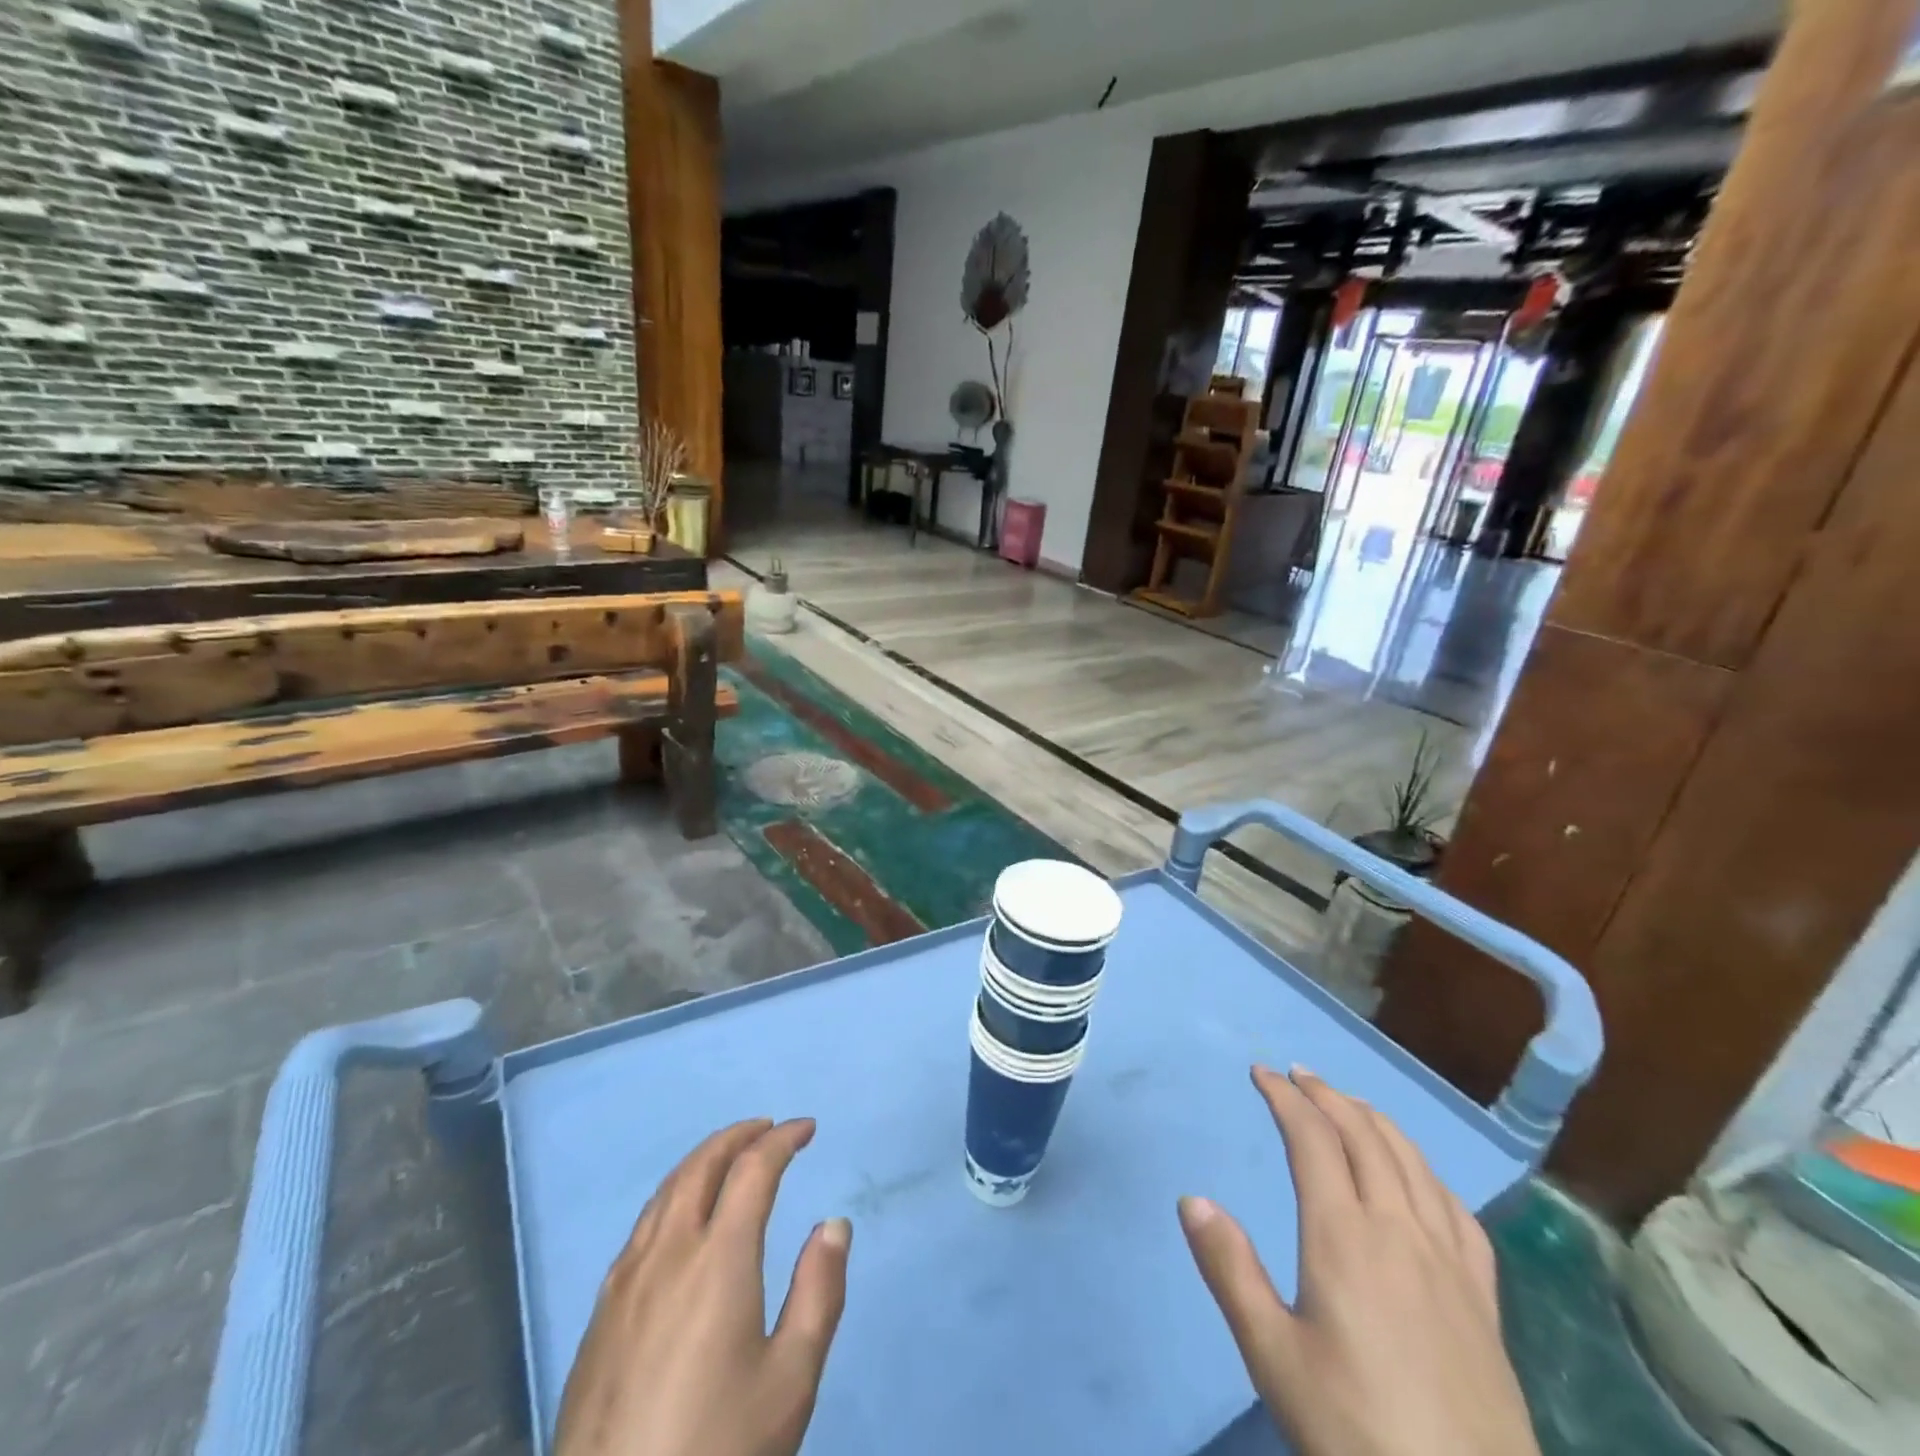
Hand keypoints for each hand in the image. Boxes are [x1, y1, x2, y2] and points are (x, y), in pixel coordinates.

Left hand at [555, 1118, 850, 1455]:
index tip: (807, 1129)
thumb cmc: (718, 1452)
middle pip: (701, 1166)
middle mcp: (668, 1254)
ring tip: (728, 1160)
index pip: (753, 1169)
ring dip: (702, 1161)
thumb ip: (818, 1293)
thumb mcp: (790, 1381)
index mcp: (719, 1260)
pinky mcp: (599, 1317)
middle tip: (767, 1129)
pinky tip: (680, 1221)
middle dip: (738, 1136)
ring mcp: (625, 1284)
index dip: (782, 1139)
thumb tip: (833, 1224)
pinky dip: (671, 1197)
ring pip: (665, 1192)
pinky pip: (641, 1228)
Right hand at [1179, 1067, 1537, 1455]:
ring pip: (1412, 1161)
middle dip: (1327, 1095)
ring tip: (1349, 1104)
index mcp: (1343, 1235)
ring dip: (1375, 1119)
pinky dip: (1426, 1170)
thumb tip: (1193, 1199)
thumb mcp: (1273, 1357)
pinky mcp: (1483, 1298)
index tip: (1260, 1073)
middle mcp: (1398, 1229)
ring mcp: (1449, 1261)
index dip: (1285, 1098)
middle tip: (1298, 1075)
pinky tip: (1420, 1177)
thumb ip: (1230, 1272)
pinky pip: (1456, 1208)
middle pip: (1364, 1135)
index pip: (1311, 1138)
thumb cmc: (1356, 1431)